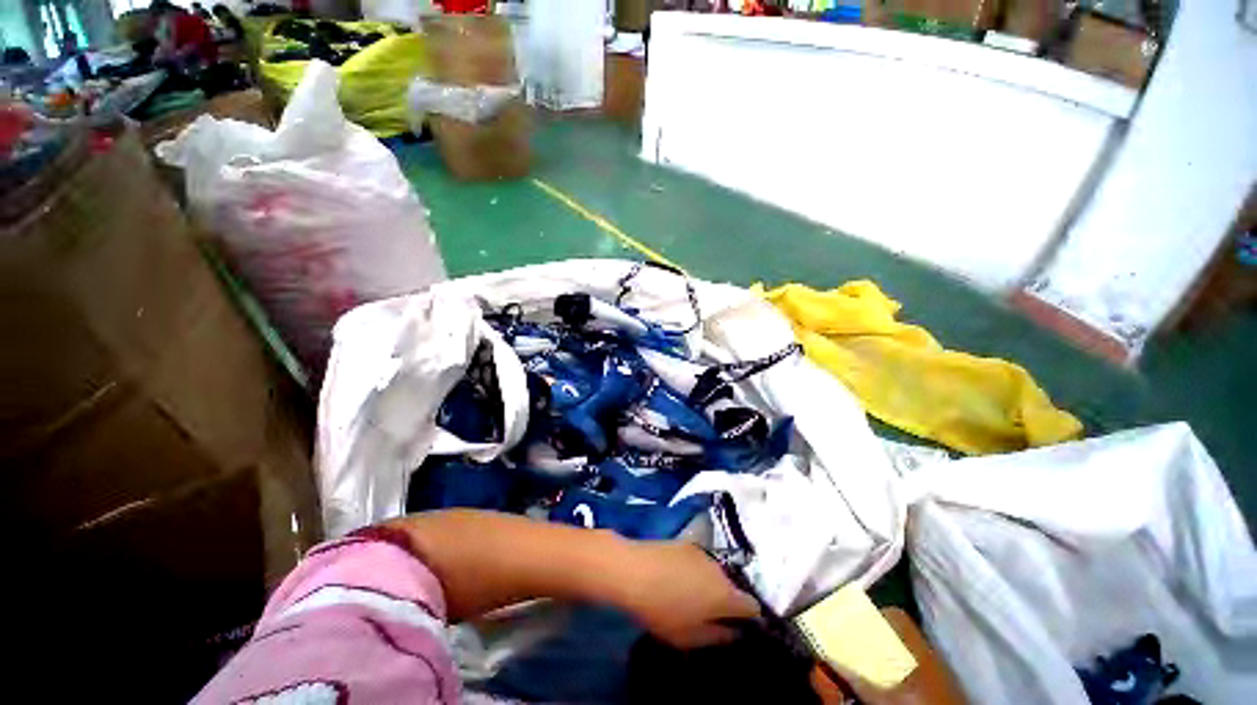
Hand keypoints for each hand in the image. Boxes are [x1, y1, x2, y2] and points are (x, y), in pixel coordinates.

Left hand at [615, 542, 761, 648]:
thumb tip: (735, 632)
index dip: (750, 619)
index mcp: (726, 595)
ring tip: (692, 597)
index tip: (737, 628)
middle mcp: (720, 570)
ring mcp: (703, 554)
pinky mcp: (687, 544)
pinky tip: (679, 580)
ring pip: (717, 574)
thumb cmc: (662, 610)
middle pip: (734, 588)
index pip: (753, 606)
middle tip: (710, 616)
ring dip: (711, 586)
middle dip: (727, 602)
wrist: (633, 570)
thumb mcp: (689, 637)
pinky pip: (701, 563)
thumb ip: (718, 636)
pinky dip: (698, 573)